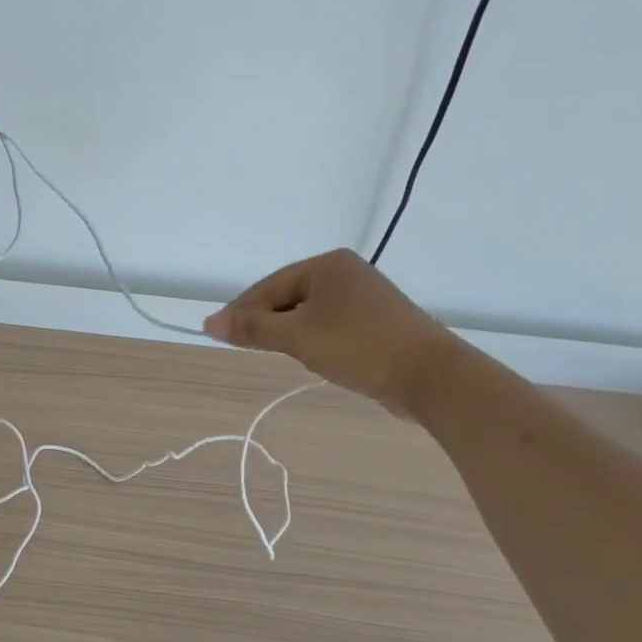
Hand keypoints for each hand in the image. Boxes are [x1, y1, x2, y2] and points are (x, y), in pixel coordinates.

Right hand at [203, 249, 459, 416]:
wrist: (432, 376)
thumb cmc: (358, 347)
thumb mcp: (298, 338)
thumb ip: (253, 329)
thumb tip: (209, 323)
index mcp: (327, 265)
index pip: (269, 286)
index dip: (241, 311)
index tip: (217, 334)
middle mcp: (346, 273)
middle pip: (289, 297)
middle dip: (267, 323)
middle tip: (245, 348)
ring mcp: (365, 297)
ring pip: (310, 314)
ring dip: (291, 334)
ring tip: (280, 355)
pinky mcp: (378, 322)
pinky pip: (331, 326)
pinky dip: (315, 340)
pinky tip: (313, 358)